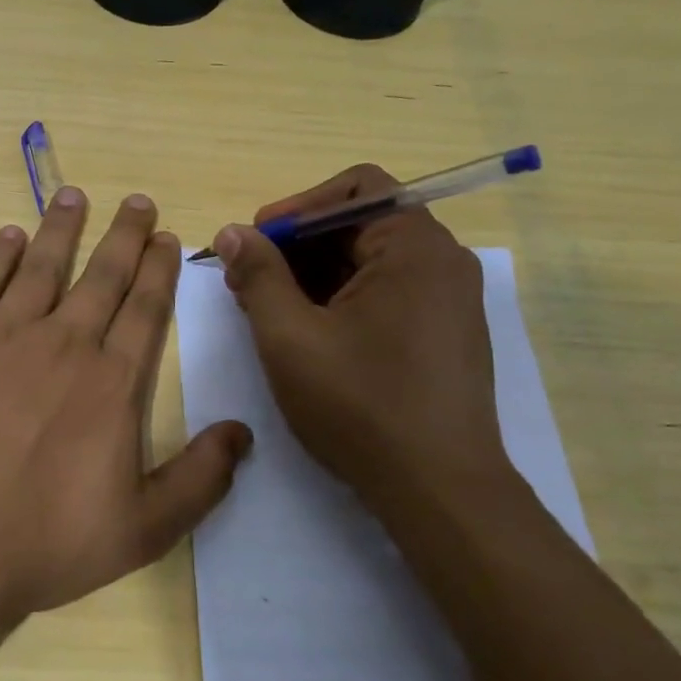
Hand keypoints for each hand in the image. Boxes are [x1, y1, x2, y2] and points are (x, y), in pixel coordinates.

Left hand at [0, 187, 252, 621]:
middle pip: (101, 276)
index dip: (158, 270)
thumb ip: (199, 480)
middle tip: (136, 201)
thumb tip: (242, 433)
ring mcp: (2, 336)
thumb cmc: (41, 542)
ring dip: (61, 229)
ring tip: (75, 195)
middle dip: (123, 236)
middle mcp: (62, 344)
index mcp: (111, 383)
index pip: (144, 310)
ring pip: (41, 266)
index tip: (165, 237)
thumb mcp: (141, 530)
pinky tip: (7, 236)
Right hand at [212, 164, 514, 508]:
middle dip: (296, 245)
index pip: (355, 189)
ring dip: (312, 274)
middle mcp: (441, 262)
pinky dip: (340, 298)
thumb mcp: (290, 337)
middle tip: (246, 280)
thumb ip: (258, 275)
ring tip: (266, 309)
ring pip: (368, 261)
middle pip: (359, 224)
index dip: (297, 207)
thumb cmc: (360, 406)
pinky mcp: (443, 333)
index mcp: (414, 247)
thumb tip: (233, 233)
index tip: (255, 242)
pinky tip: (305, 332)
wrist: (439, 492)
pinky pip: (385, 292)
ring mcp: (447, 300)